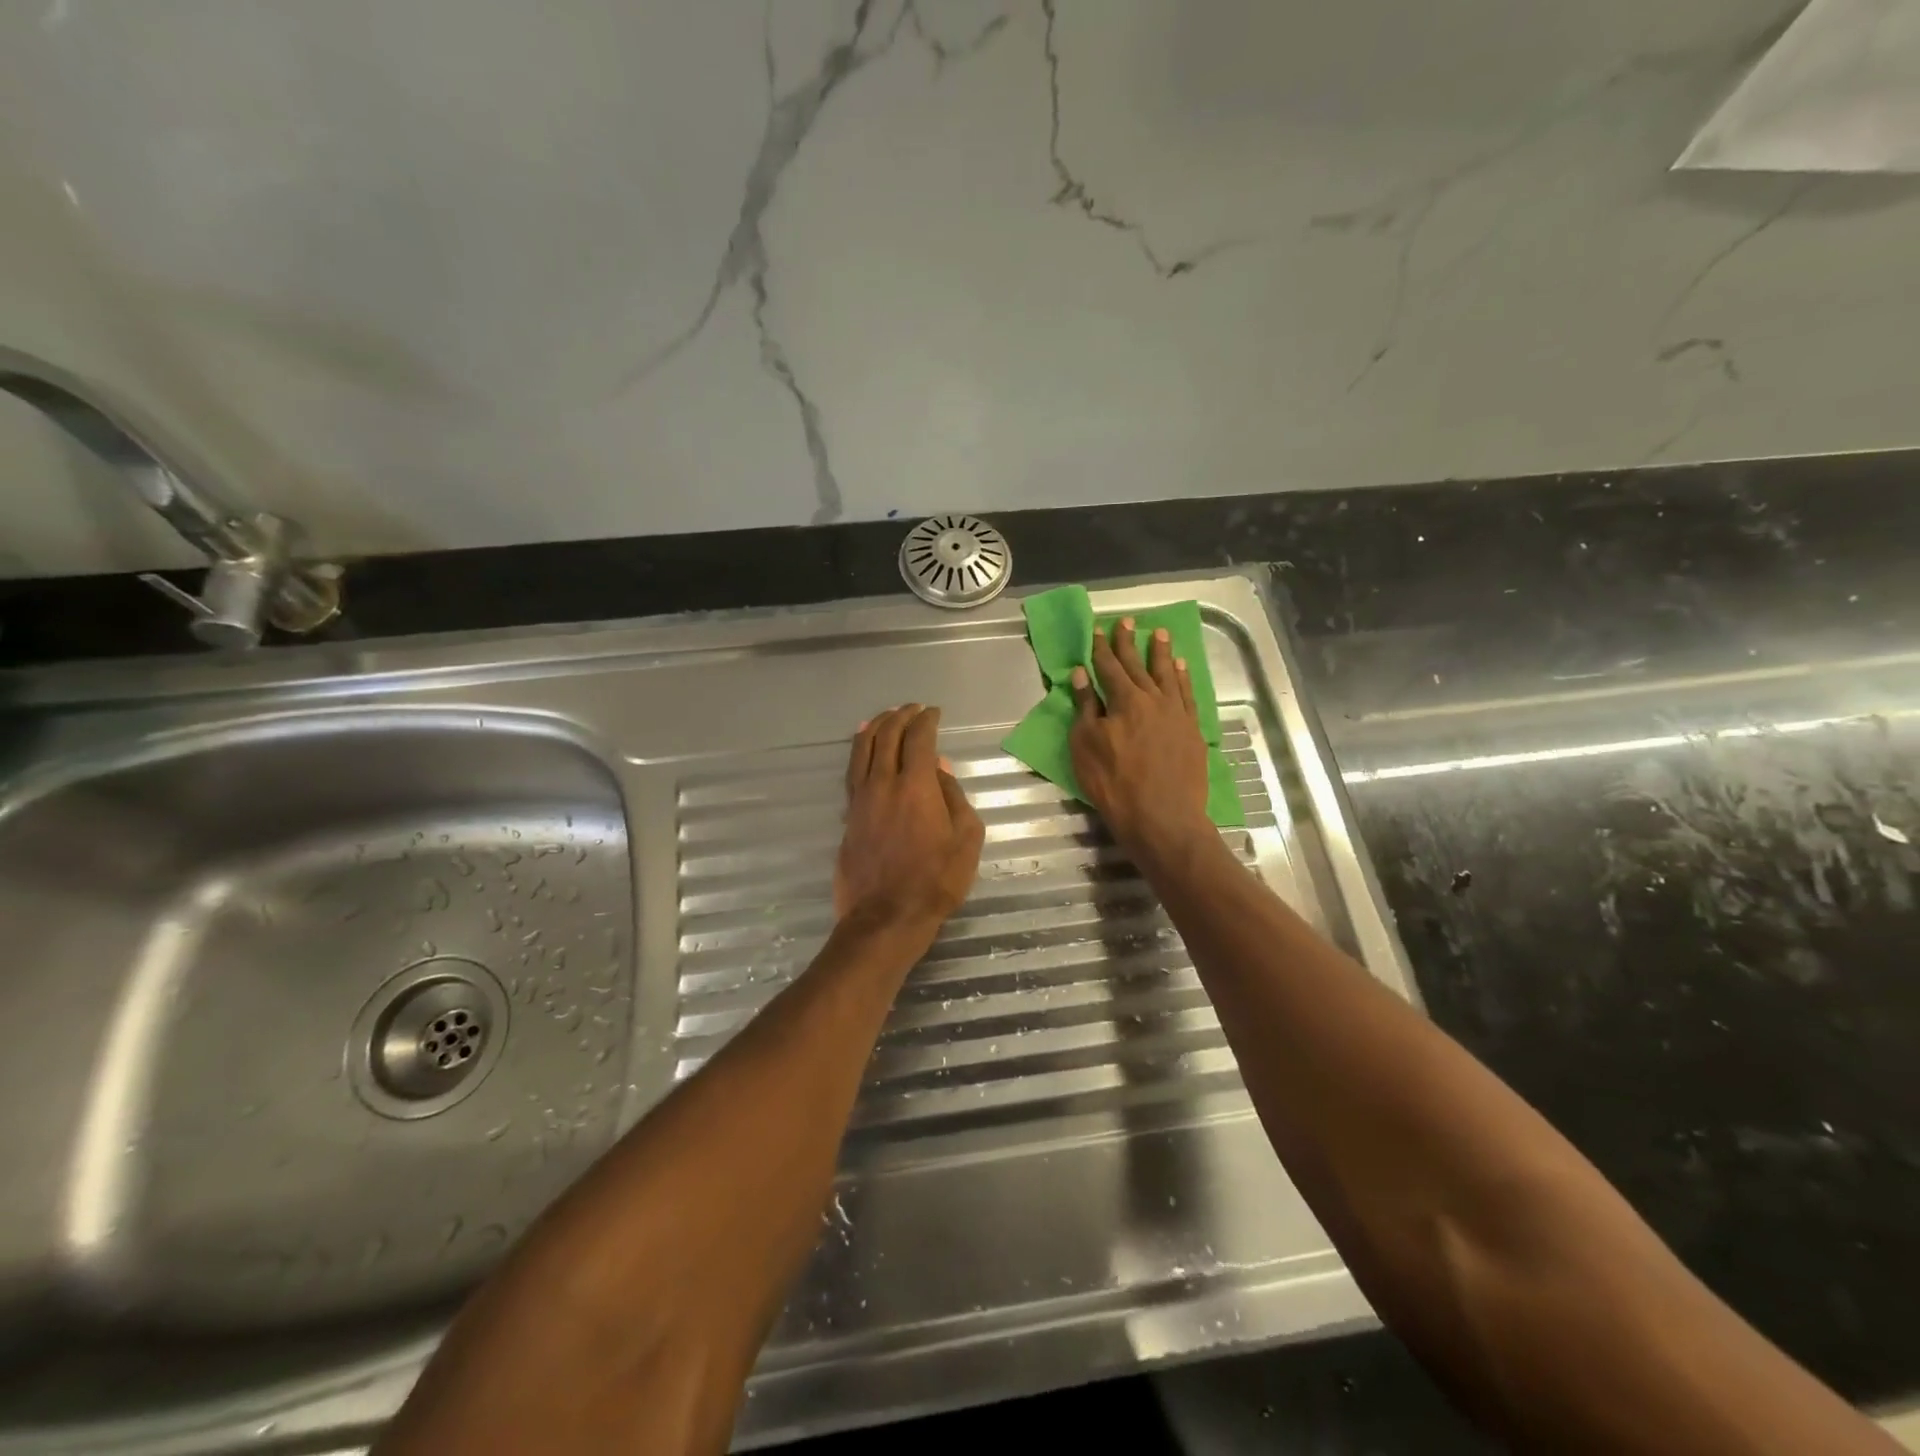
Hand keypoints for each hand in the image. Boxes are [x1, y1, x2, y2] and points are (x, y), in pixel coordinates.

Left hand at [837, 704, 984, 928]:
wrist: (886, 916)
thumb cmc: (936, 880)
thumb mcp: (966, 839)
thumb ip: (954, 796)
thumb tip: (939, 766)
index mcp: (916, 785)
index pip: (919, 738)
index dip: (926, 719)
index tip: (934, 712)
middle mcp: (884, 783)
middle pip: (888, 735)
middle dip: (901, 716)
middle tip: (913, 709)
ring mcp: (861, 798)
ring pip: (864, 748)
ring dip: (876, 726)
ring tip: (886, 715)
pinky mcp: (848, 814)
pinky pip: (852, 770)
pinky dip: (858, 749)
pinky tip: (862, 745)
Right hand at [1070, 620, 1212, 856]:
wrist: (1163, 817)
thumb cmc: (1114, 784)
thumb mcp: (1086, 747)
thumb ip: (1085, 708)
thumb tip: (1081, 675)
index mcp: (1124, 700)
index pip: (1109, 667)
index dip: (1101, 648)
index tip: (1098, 629)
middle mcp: (1153, 699)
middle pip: (1138, 665)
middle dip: (1129, 642)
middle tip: (1128, 621)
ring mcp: (1177, 713)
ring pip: (1167, 674)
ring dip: (1161, 652)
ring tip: (1159, 633)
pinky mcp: (1193, 730)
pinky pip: (1187, 694)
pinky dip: (1182, 678)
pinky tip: (1180, 667)